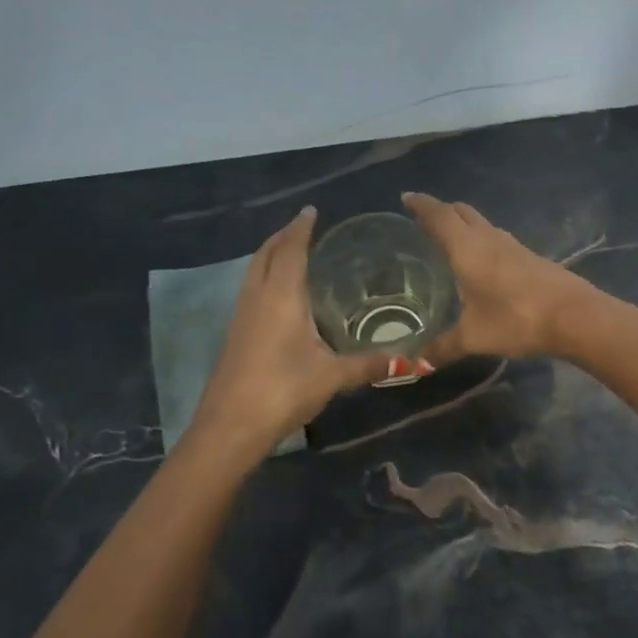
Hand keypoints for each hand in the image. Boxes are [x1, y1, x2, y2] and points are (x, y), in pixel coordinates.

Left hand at [190, 208, 389, 457]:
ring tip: (292, 252)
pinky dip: (264, 277)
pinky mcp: (235, 334)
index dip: (301, 228)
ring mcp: (241, 316)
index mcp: (281, 297)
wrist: (230, 426)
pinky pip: (250, 290)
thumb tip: (407, 360)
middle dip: (283, 236)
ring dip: (270, 255)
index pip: (290, 250)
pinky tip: (280, 295)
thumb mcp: (331, 376)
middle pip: (266, 254)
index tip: (312, 210)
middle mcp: (257, 298)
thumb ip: (367, 364)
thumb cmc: (283, 390)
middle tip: (304, 227)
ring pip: (253, 271)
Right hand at [402, 193, 602, 362]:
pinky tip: (480, 262)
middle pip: (461, 212)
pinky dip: (481, 241)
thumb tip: (416, 365)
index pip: (438, 215)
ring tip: (448, 240)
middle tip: (423, 220)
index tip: (405, 197)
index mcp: (467, 248)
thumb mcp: (474, 337)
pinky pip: (496, 240)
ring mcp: (513, 246)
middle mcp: (488, 238)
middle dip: (441, 211)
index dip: (420, 205)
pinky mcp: (530, 258)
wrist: (574, 316)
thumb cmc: (516, 319)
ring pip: (482, 224)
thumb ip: (443, 348)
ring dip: (463, 225)